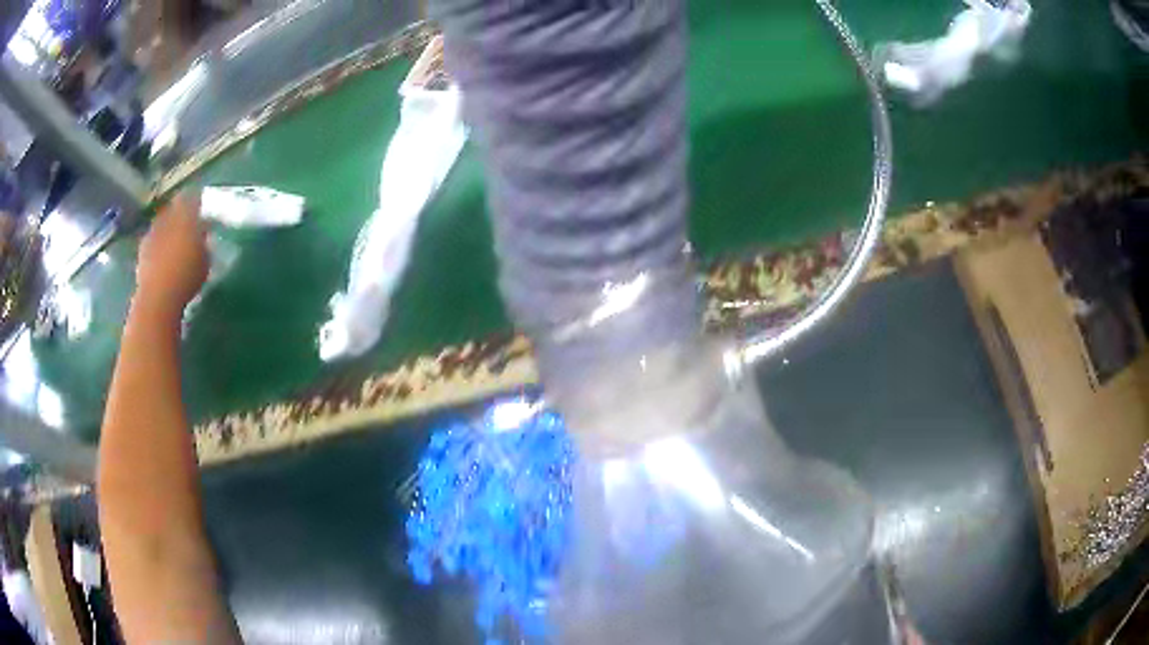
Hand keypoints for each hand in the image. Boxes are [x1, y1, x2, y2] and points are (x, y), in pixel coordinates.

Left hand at [135, 193, 208, 317]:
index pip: (191, 198)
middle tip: (187, 224)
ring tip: (174, 242)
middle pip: (173, 209)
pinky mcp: (141, 252)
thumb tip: (202, 234)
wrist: (157, 297)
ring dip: (167, 230)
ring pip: (162, 224)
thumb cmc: (186, 275)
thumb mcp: (205, 259)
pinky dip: (158, 246)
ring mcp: (151, 234)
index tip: (201, 205)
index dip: (196, 200)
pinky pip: (153, 242)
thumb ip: (203, 243)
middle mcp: (166, 218)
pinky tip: (163, 258)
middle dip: (179, 214)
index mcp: (185, 214)